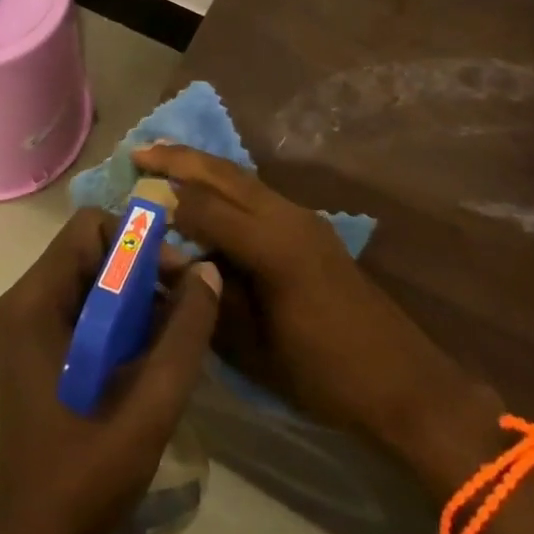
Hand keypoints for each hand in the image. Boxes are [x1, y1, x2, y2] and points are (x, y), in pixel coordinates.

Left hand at [0, 209, 221, 533]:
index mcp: (33, 303)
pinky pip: (78, 304)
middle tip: (182, 306)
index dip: (137, 242)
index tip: (176, 278)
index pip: (89, 227)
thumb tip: (208, 271)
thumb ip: (185, 332)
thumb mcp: (152, 402)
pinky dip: (115, 314)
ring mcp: (21, 324)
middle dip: (140, 268)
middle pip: (88, 249)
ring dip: (131, 294)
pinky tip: (144, 352)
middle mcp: (20, 301)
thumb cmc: (88, 473)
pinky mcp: (30, 346)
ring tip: (169, 333)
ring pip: (86, 276)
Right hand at [134, 144, 501, 486]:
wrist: (402, 383)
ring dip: (203, 166)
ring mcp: (303, 218)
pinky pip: (258, 194)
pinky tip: (207, 193)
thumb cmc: (323, 375)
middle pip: (225, 174)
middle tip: (138, 150)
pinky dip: (225, 185)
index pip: (205, 206)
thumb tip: (169, 260)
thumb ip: (207, 297)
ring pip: (243, 178)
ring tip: (164, 159)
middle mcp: (287, 217)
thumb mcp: (254, 348)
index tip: (131, 200)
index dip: (166, 203)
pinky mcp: (311, 228)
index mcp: (272, 246)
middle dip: (180, 158)